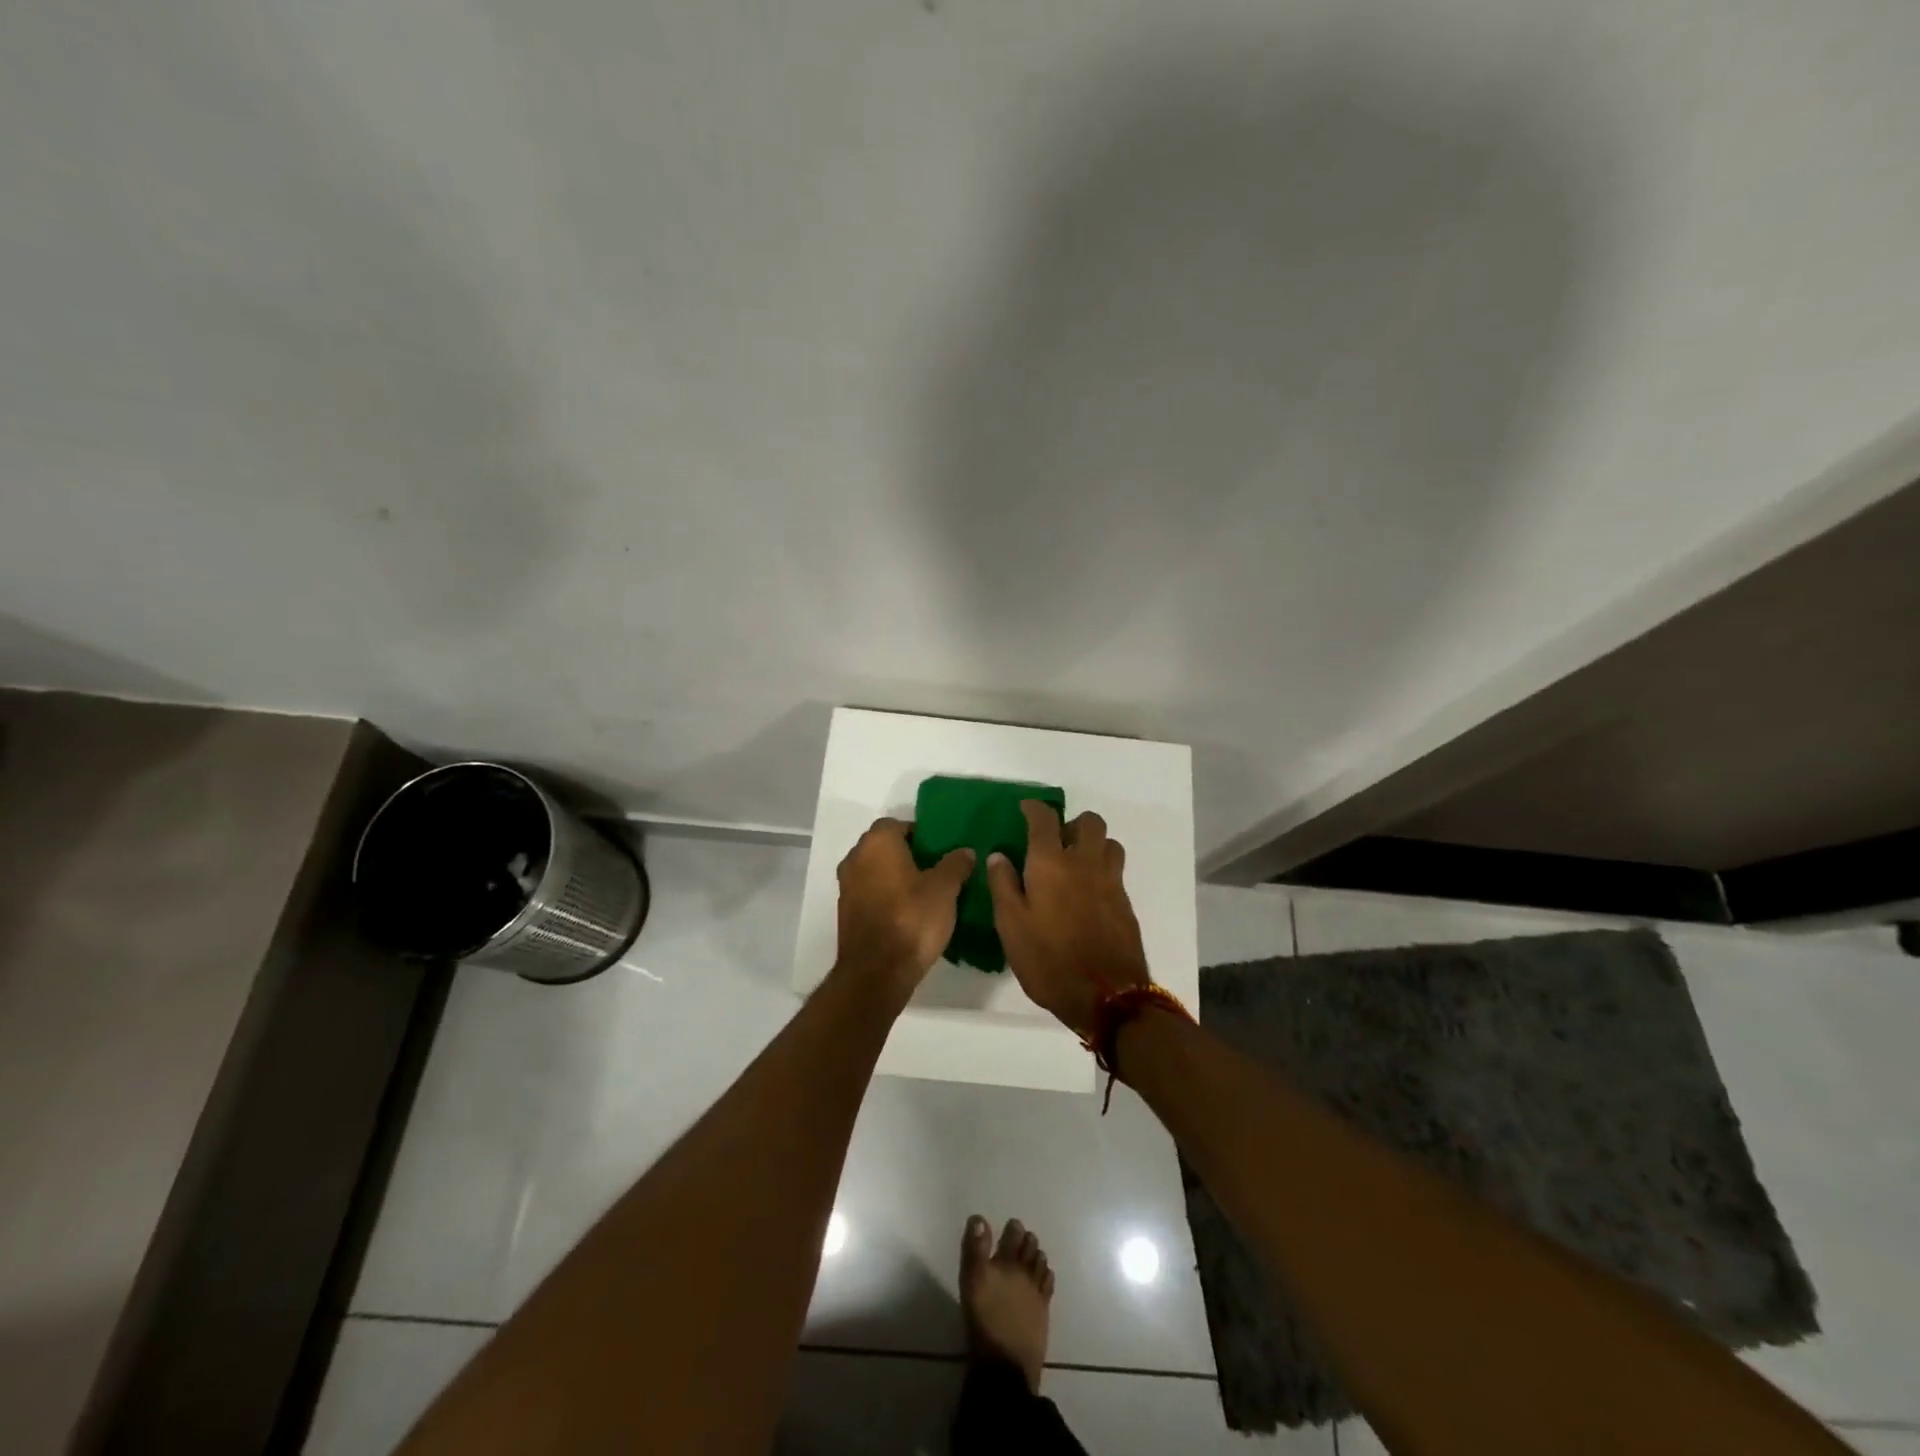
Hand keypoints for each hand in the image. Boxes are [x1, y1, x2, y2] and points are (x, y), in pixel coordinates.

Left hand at [834, 817, 974, 1006]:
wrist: (877, 972)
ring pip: (875, 870)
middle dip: (908, 854)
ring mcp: (846, 886)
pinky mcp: (846, 912)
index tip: (939, 850)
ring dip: (895, 876)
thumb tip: (965, 851)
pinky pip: (869, 893)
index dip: (919, 833)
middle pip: (883, 846)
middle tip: (936, 869)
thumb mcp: (945, 889)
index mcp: (877, 843)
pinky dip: (885, 896)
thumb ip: (956, 864)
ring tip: (925, 892)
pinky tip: (907, 913)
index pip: (897, 824)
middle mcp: (855, 858)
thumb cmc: (912, 920)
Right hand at [986, 801, 1150, 1036]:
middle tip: (1056, 841)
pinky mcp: (1125, 903)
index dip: (1034, 808)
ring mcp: (1110, 882)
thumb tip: (999, 855)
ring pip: (1109, 843)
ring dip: (1093, 844)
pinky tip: (1088, 893)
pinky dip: (1102, 869)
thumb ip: (1003, 885)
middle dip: (1072, 823)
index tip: (1026, 809)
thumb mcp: (1011, 926)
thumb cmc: (1048, 960)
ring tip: (1076, 864)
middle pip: (1089, 822)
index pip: (1044, 819)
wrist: (1107, 996)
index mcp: (1051, 862)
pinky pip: (1115, 871)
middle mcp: (1084, 862)